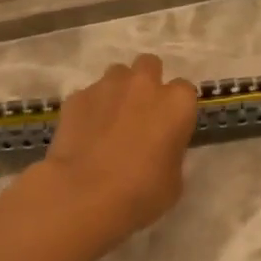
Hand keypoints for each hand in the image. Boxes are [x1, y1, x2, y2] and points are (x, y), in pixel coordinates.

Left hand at [36, 54, 198, 241]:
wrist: (84, 195)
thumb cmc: (141, 192)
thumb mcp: (173, 181)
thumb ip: (171, 154)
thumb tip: (160, 150)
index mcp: (177, 104)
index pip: (185, 91)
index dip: (176, 109)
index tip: (170, 128)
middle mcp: (144, 85)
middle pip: (149, 66)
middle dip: (147, 83)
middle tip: (141, 114)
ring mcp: (106, 87)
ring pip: (116, 75)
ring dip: (118, 91)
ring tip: (110, 122)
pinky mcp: (76, 98)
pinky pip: (88, 96)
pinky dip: (90, 109)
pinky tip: (84, 134)